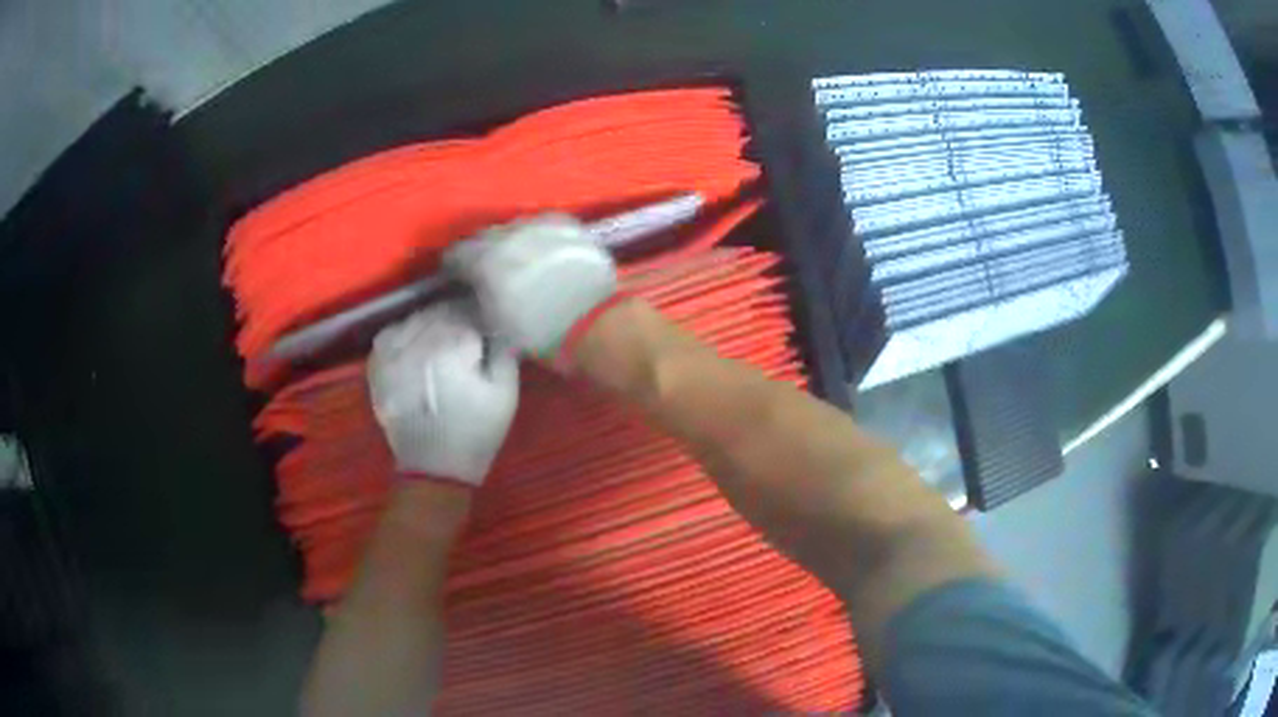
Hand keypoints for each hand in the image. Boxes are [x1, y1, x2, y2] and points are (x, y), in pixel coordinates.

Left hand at [367, 300, 518, 484]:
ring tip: (440, 341)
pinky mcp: (377, 366)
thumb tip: (499, 322)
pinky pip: (389, 333)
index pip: (468, 309)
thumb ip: (504, 349)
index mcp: (452, 344)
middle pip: (439, 311)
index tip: (486, 329)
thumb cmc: (476, 431)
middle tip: (465, 336)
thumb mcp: (505, 393)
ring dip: (429, 323)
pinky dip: (403, 333)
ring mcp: (392, 352)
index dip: (480, 316)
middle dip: (455, 318)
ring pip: (414, 318)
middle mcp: (417, 340)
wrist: (434, 468)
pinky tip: (414, 348)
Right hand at [444, 215, 617, 359]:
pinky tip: (542, 250)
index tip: (457, 277)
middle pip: (484, 237)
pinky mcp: (567, 226)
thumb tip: (473, 289)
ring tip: (518, 260)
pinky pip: (542, 224)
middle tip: (488, 270)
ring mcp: (539, 226)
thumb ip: (478, 299)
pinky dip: (537, 236)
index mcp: (484, 261)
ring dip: (511, 241)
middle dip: (482, 252)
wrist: (594, 323)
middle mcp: (508, 236)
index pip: (456, 254)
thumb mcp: (495, 324)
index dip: (455, 267)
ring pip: (514, 227)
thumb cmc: (539, 333)